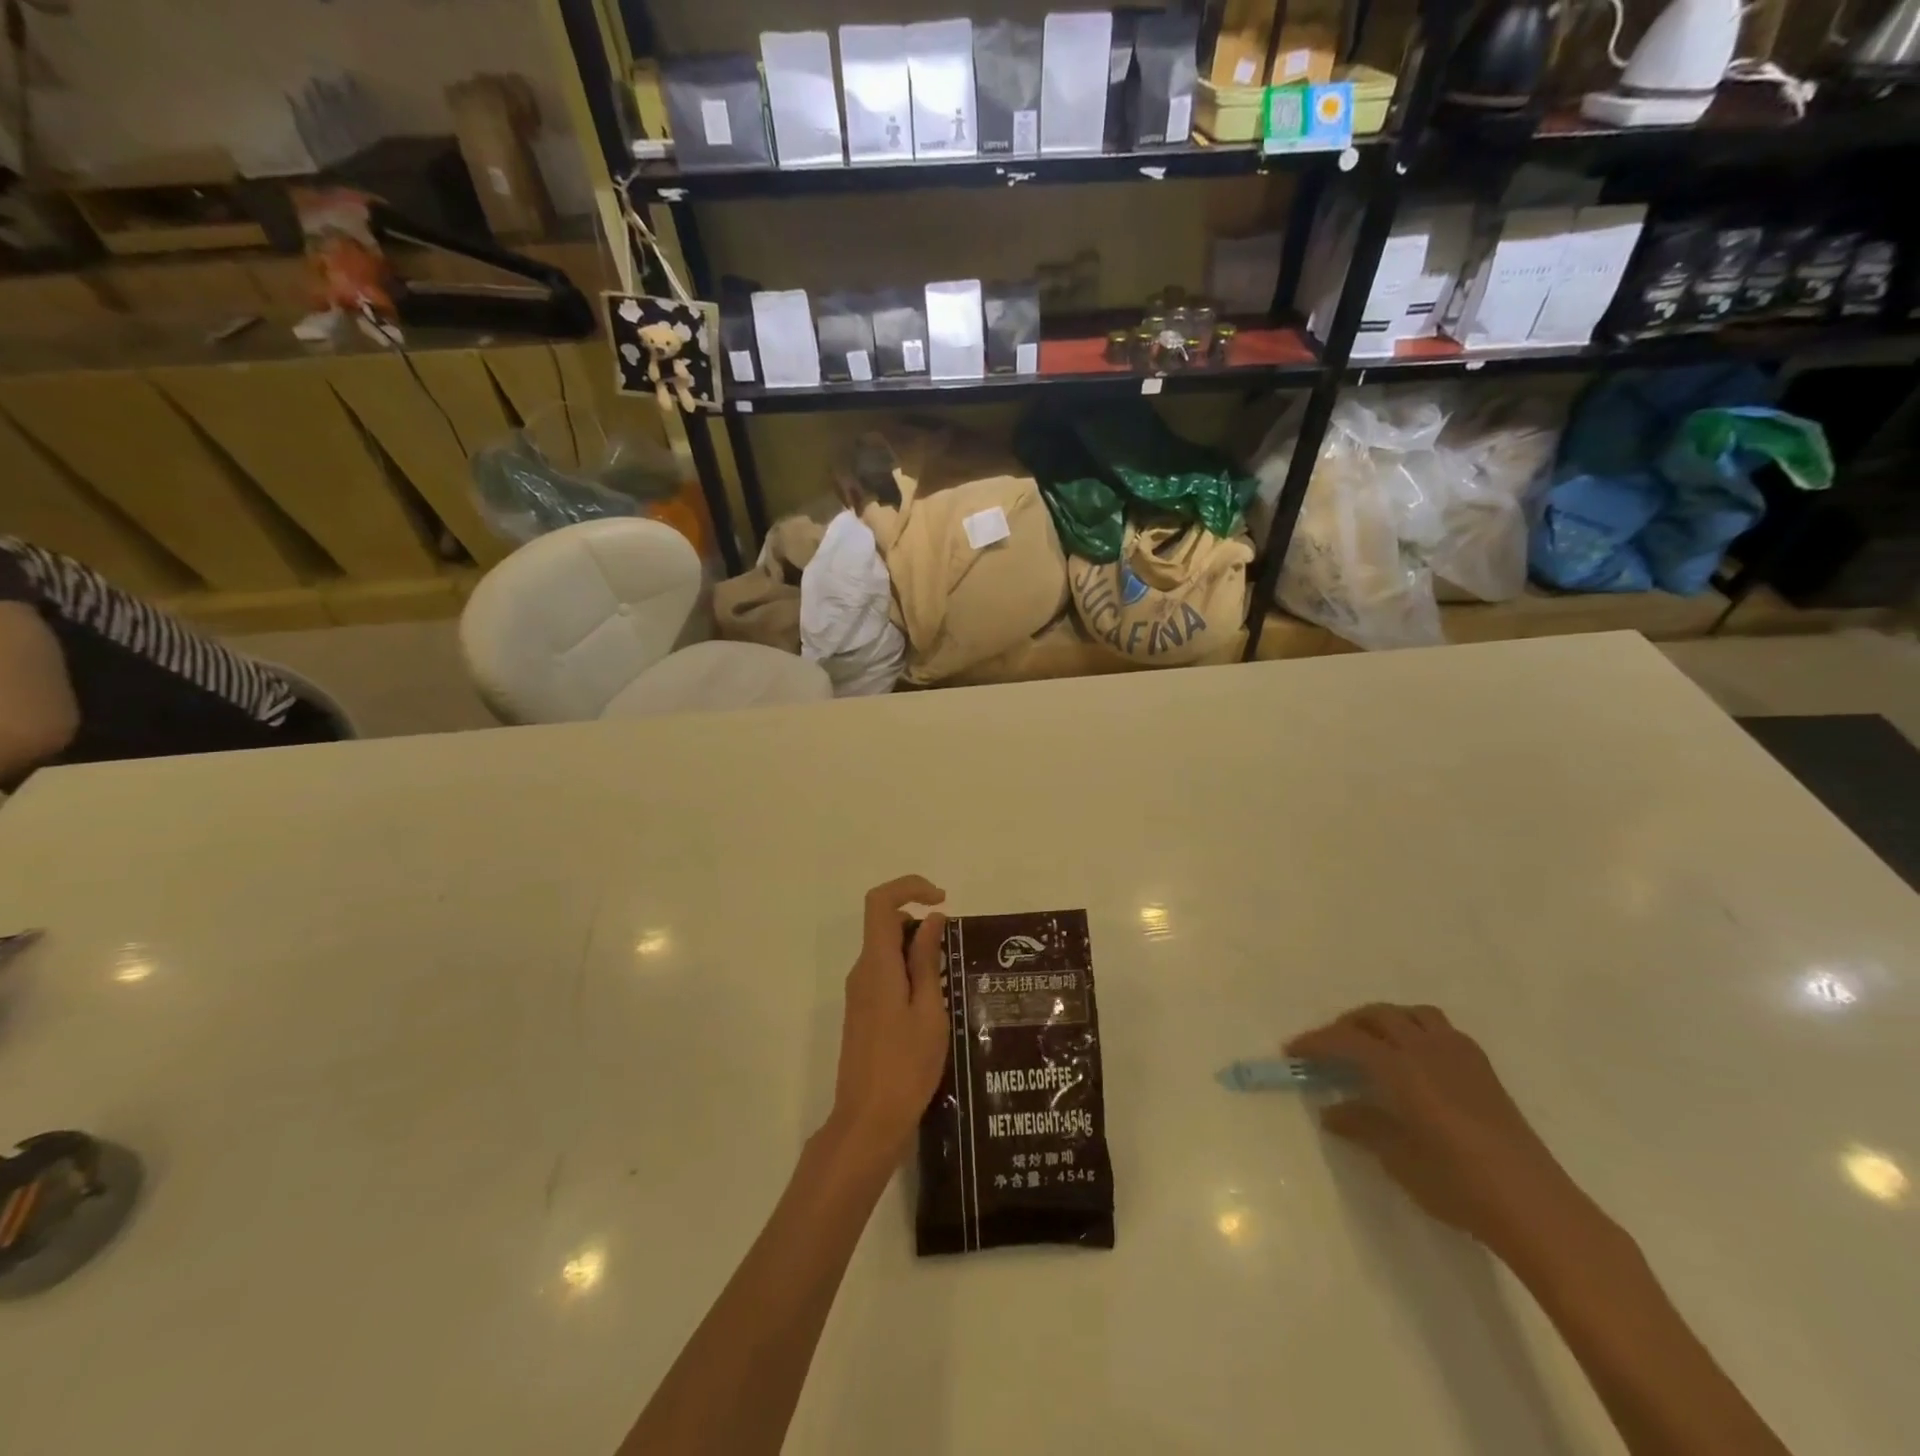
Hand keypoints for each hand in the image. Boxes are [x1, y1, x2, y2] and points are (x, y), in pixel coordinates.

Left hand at [826, 877, 949, 1160]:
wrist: (868, 1122)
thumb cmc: (906, 1066)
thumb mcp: (928, 1010)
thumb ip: (926, 960)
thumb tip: (931, 919)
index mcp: (876, 965)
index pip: (880, 902)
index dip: (909, 888)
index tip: (942, 901)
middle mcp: (861, 971)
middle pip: (885, 924)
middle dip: (920, 925)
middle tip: (954, 953)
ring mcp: (858, 993)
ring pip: (886, 951)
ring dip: (917, 952)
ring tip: (950, 984)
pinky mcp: (862, 1012)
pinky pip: (885, 974)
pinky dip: (909, 973)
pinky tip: (934, 1005)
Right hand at [1287, 1004, 1587, 1250]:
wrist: (1535, 1207)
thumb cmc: (1458, 1185)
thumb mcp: (1398, 1159)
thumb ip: (1362, 1126)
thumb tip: (1331, 1111)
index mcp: (1401, 1068)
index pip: (1346, 1041)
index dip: (1316, 1042)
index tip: (1292, 1050)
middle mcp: (1427, 1050)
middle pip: (1378, 1016)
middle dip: (1347, 1025)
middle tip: (1329, 1047)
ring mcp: (1460, 1055)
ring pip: (1412, 1014)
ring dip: (1385, 1020)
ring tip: (1372, 1043)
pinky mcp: (1483, 1069)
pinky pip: (1441, 1029)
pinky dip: (1417, 1030)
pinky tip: (1415, 1059)